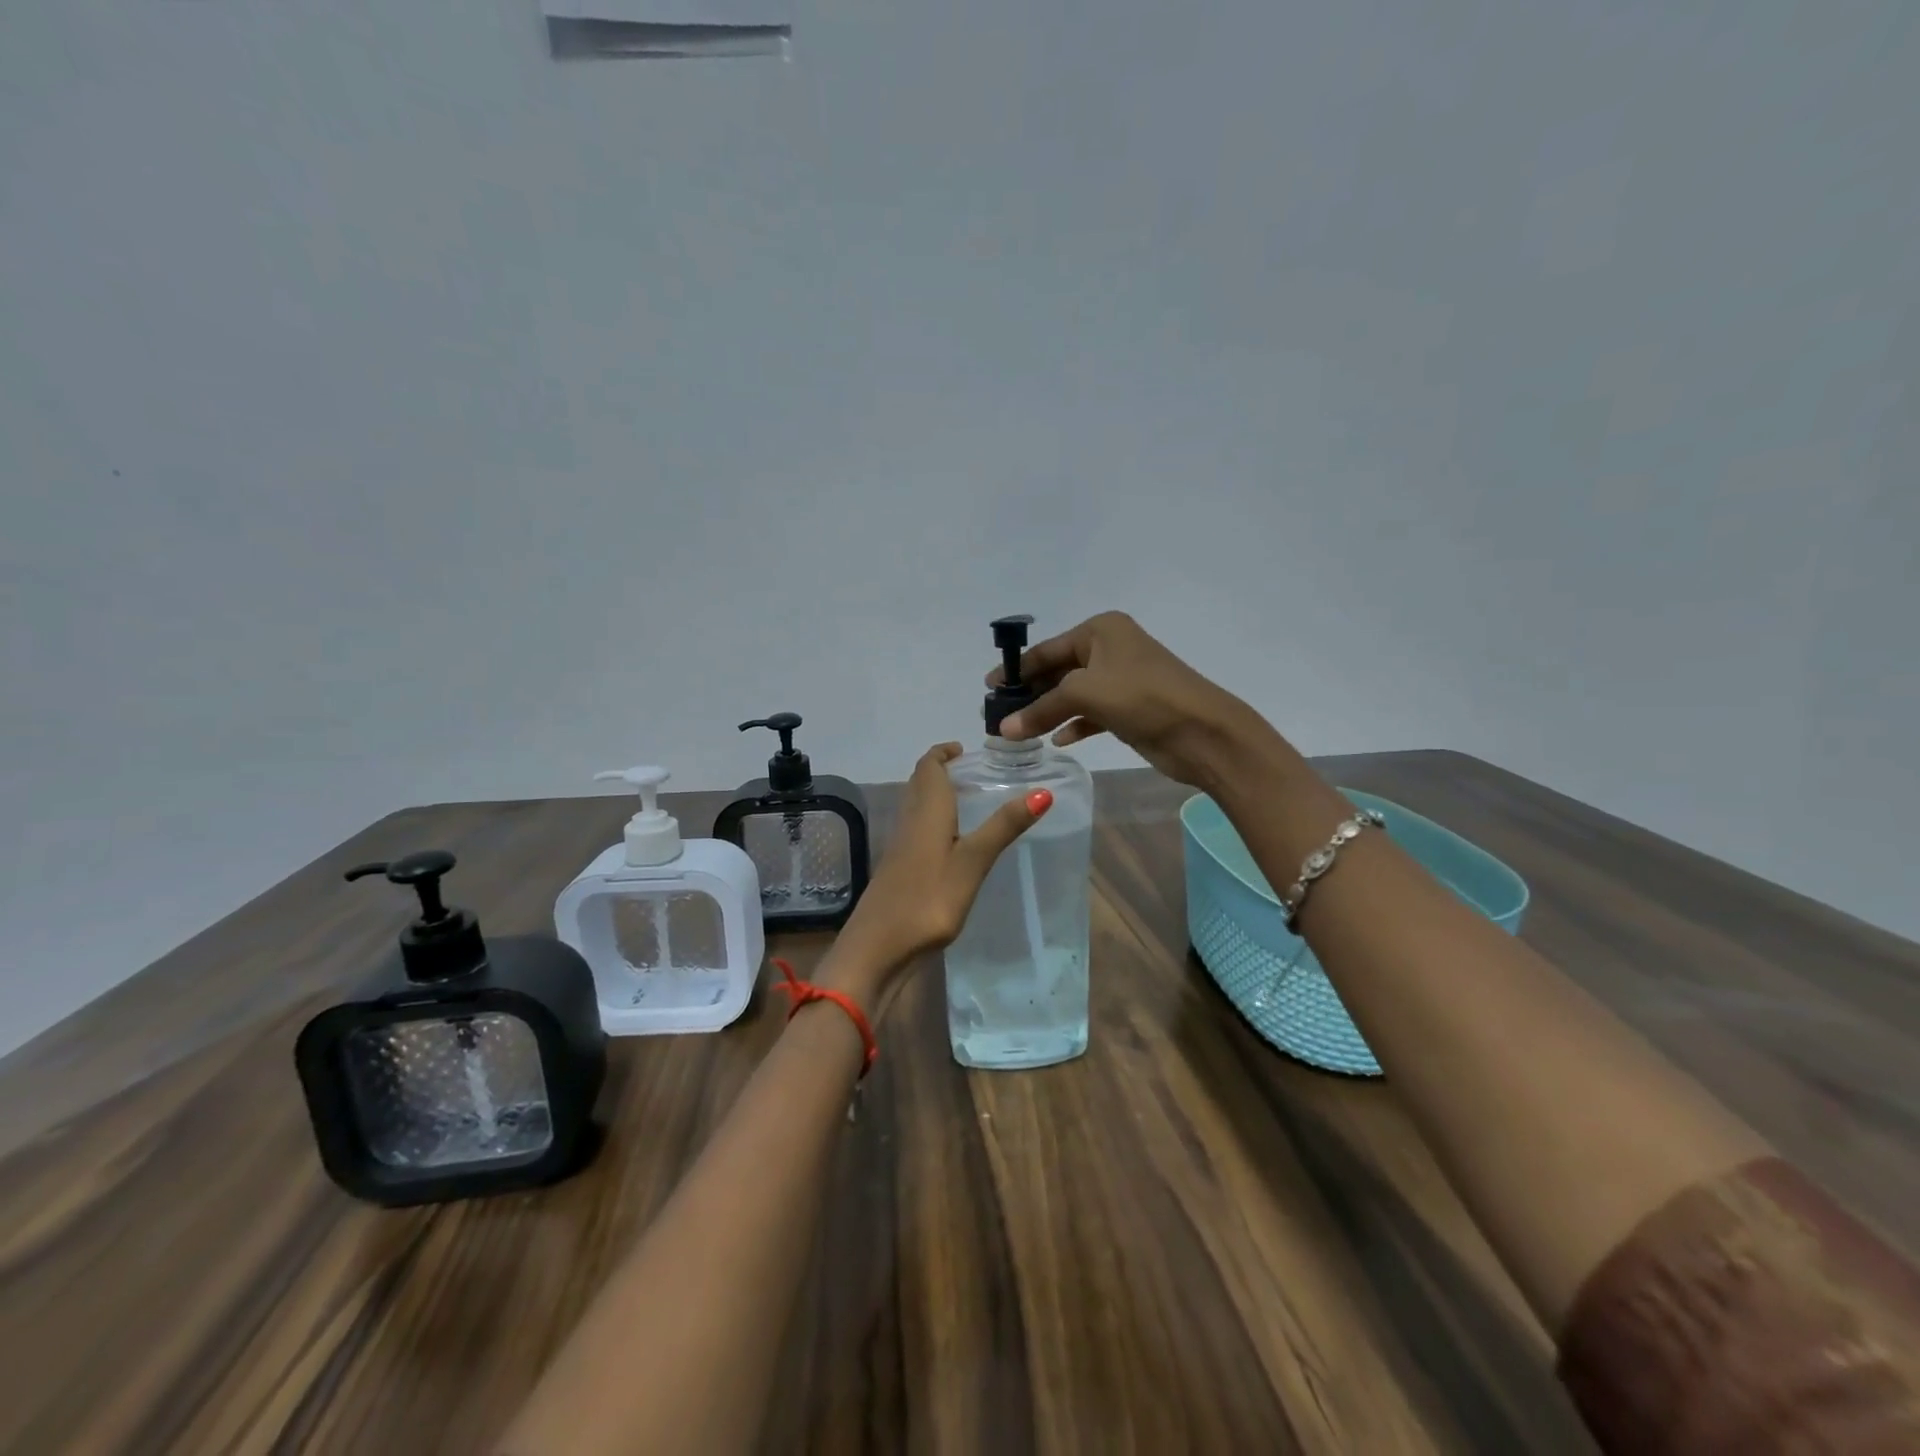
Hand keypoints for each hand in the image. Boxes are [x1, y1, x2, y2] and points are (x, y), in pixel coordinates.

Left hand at [824, 742, 1050, 1002]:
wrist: (878, 948)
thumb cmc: (928, 898)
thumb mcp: (973, 861)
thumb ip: (1004, 827)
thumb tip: (1042, 791)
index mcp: (926, 811)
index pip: (928, 766)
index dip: (943, 752)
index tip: (965, 749)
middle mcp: (909, 821)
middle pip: (920, 783)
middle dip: (941, 771)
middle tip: (972, 772)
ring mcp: (901, 847)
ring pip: (917, 807)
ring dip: (937, 795)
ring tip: (968, 801)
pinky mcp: (898, 870)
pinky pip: (917, 830)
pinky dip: (934, 821)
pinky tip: (952, 843)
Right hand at [990, 611, 1269, 790]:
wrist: (1203, 732)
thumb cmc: (1142, 697)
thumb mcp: (1085, 694)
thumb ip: (1041, 709)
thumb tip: (1003, 729)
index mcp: (1101, 630)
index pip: (1047, 649)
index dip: (1016, 669)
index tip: (988, 688)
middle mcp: (1110, 649)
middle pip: (1058, 671)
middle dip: (1030, 694)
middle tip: (998, 715)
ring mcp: (1121, 680)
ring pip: (1072, 695)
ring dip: (1047, 712)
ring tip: (1017, 732)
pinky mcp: (1129, 709)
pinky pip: (1090, 714)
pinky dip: (1073, 725)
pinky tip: (1056, 741)